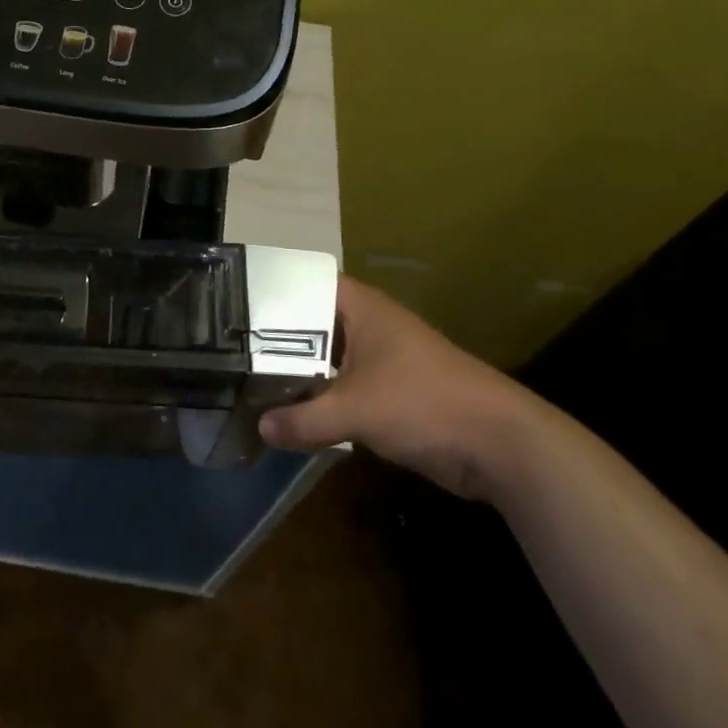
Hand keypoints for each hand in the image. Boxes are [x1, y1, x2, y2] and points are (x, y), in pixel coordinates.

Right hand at [259, 276, 540, 500]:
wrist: (498, 444)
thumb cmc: (424, 402)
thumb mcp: (356, 409)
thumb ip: (304, 418)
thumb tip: (260, 427)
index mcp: (361, 307)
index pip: (305, 284)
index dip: (271, 292)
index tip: (232, 306)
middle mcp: (367, 325)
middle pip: (311, 324)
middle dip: (276, 339)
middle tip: (229, 350)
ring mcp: (379, 360)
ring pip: (326, 359)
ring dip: (297, 373)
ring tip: (248, 382)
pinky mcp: (388, 393)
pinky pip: (341, 388)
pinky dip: (318, 399)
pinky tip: (289, 414)